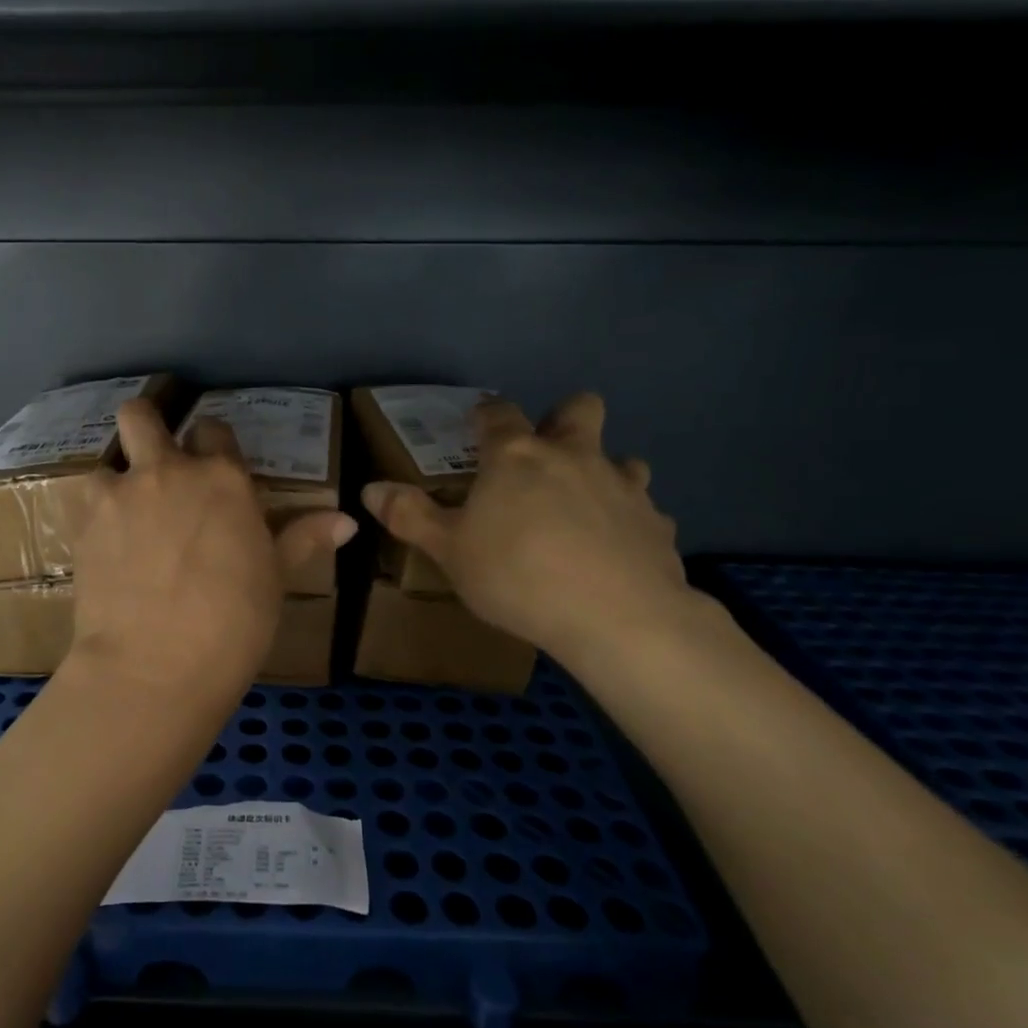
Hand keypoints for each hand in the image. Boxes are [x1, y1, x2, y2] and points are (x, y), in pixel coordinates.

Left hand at [71, 398, 356, 709]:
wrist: (153, 666)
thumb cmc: (233, 623)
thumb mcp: (276, 578)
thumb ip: (304, 538)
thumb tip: (348, 522)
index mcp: (222, 478)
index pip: (215, 430)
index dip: (214, 443)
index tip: (214, 464)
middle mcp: (166, 471)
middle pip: (142, 416)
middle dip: (147, 425)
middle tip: (156, 458)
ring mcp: (119, 496)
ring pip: (106, 461)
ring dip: (117, 480)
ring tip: (127, 514)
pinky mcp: (83, 526)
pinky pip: (85, 503)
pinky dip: (96, 515)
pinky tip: (107, 546)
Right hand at [362, 393, 697, 661]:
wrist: (616, 617)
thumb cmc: (516, 576)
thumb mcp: (448, 550)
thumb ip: (410, 516)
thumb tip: (370, 489)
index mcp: (517, 457)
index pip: (498, 414)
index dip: (485, 414)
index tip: (478, 422)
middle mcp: (574, 457)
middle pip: (580, 409)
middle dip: (563, 417)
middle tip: (545, 451)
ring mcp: (623, 486)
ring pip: (622, 458)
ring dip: (604, 470)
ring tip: (584, 503)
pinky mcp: (657, 523)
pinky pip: (644, 509)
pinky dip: (627, 520)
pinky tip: (615, 550)